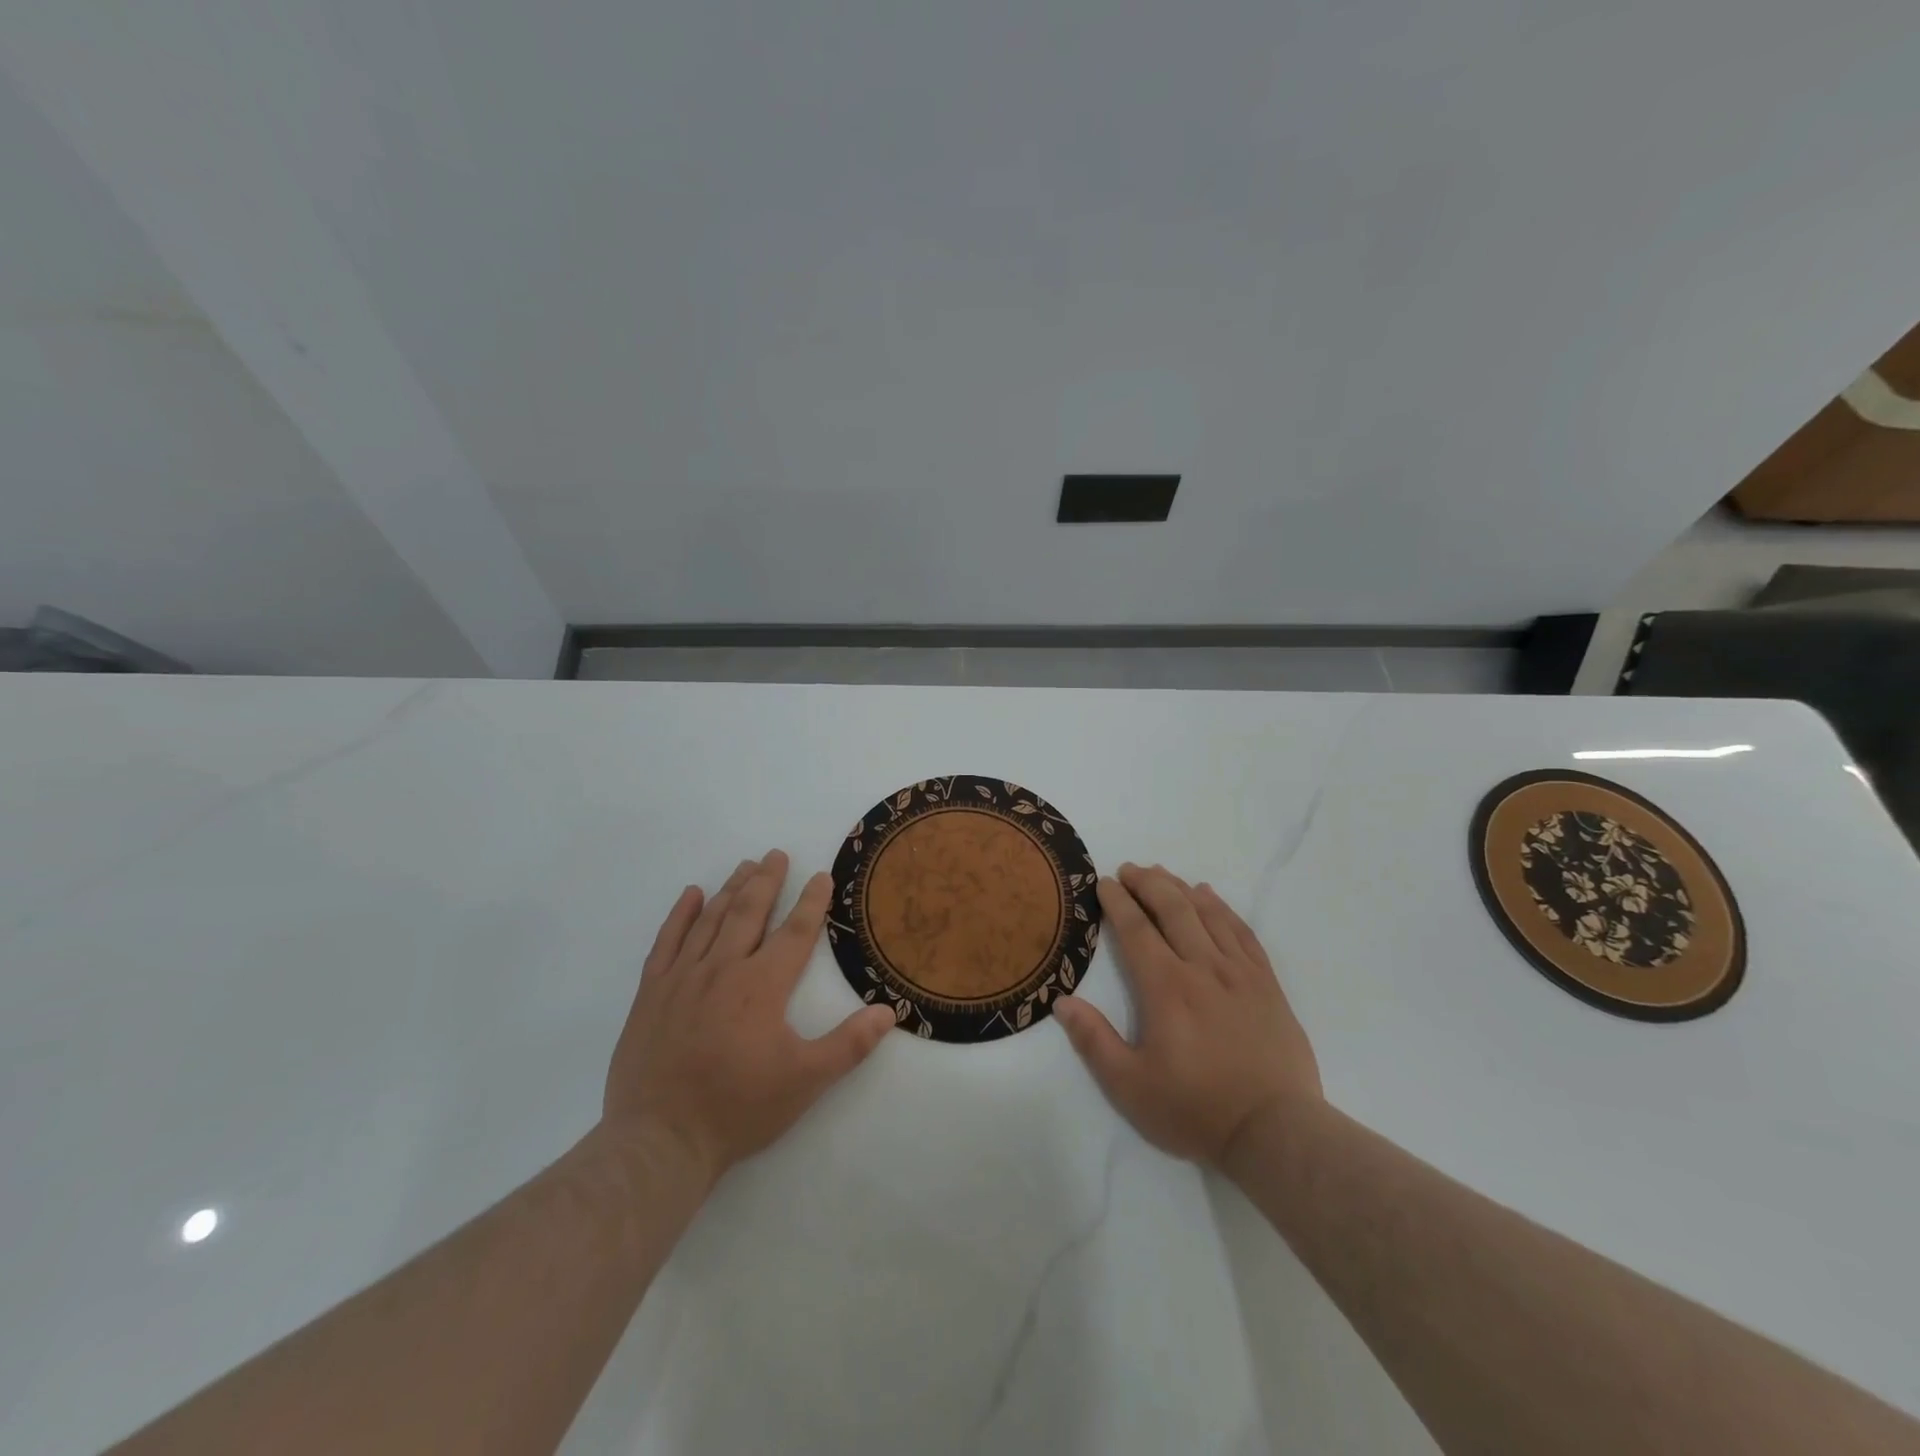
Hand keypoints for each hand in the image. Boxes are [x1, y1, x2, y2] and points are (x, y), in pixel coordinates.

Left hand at [603, 850, 895, 1186]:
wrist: (659, 1140)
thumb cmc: (738, 1108)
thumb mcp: (805, 1081)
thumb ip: (849, 1044)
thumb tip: (888, 1011)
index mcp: (762, 986)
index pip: (795, 932)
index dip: (812, 902)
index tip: (821, 875)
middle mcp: (723, 969)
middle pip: (749, 913)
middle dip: (767, 881)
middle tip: (776, 854)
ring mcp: (682, 978)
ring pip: (710, 920)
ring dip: (730, 889)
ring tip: (745, 865)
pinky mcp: (651, 993)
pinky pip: (665, 942)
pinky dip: (679, 915)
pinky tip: (690, 895)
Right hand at [1054, 863, 1320, 1167]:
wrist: (1275, 1132)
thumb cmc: (1196, 1109)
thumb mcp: (1130, 1086)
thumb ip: (1094, 1040)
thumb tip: (1062, 1002)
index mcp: (1166, 987)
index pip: (1136, 929)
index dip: (1117, 901)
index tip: (1103, 882)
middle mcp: (1202, 967)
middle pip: (1172, 908)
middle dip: (1147, 883)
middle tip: (1129, 869)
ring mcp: (1239, 972)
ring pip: (1207, 913)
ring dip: (1180, 888)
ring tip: (1161, 874)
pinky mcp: (1267, 983)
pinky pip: (1242, 931)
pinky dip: (1222, 908)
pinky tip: (1210, 897)